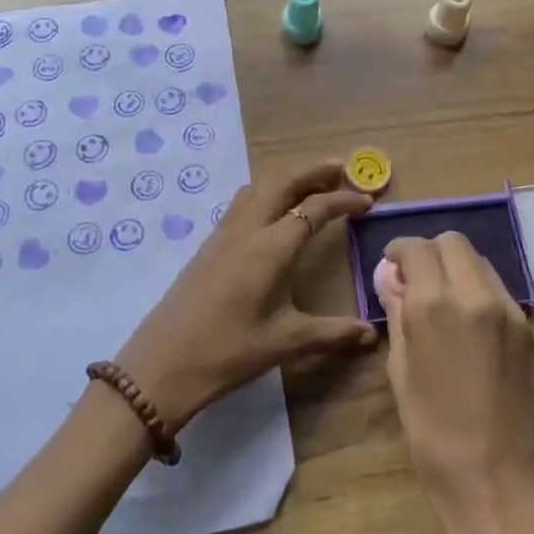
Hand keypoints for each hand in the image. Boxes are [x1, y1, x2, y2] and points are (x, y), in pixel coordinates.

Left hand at [115, 160, 375, 432]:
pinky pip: (242, 201)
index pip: (315, 209)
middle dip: (314, 172)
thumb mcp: (285, 343)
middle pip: (283, 183)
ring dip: (287, 178)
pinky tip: (271, 211)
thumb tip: (372, 334)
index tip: (367, 201)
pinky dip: (265, 192)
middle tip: (341, 169)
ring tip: (310, 183)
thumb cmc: (228, 352)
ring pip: (259, 187)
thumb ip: (332, 333)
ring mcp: (224, 233)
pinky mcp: (209, 244)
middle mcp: (248, 229)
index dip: (344, 201)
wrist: (161, 364)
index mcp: (272, 247)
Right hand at [377, 233, 533, 533]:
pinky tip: (468, 326)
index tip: (392, 266)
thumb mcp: (402, 377)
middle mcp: (475, 295)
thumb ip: (398, 317)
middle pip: (454, 243)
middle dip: (430, 253)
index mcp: (435, 306)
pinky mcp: (528, 329)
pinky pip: (497, 290)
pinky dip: (477, 290)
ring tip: (442, 304)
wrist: (504, 488)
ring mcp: (508, 310)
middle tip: (415, 282)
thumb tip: (391, 280)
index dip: (400, 251)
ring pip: (479, 262)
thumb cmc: (437, 440)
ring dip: (456, 269)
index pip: (417, 248)